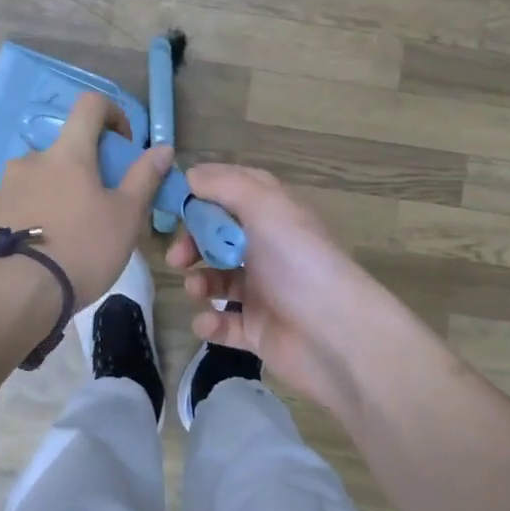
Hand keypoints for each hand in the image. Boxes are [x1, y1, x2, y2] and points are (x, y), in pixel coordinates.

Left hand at [0, 92, 172, 309]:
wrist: (16, 294)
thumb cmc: (82, 249)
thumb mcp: (126, 216)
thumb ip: (144, 177)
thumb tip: (163, 148)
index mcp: (68, 153)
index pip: (90, 105)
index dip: (112, 113)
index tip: (123, 144)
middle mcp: (32, 159)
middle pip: (65, 148)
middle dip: (86, 166)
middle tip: (102, 203)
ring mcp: (6, 186)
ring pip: (42, 176)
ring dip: (60, 190)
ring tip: (72, 231)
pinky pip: (22, 201)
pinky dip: (38, 212)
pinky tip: (47, 246)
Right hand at [166, 164, 398, 413]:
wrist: (336, 336)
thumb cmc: (298, 262)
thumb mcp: (266, 208)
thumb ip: (226, 186)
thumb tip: (191, 174)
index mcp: (276, 217)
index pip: (237, 193)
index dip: (205, 194)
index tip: (173, 201)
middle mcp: (270, 251)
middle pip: (221, 238)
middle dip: (194, 243)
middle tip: (177, 256)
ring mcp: (265, 293)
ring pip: (219, 281)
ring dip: (200, 282)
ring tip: (196, 289)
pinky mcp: (259, 331)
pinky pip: (225, 324)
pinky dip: (210, 322)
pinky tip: (207, 322)